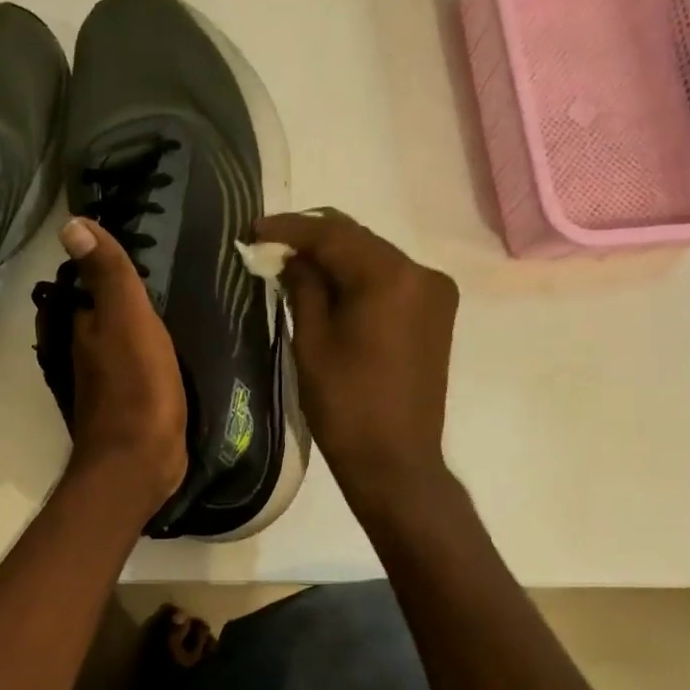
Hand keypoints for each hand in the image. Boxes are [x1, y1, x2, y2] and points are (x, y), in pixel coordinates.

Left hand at [53, 217, 187, 514]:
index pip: (85, 284)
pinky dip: (147, 355)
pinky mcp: (129, 406)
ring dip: (134, 324)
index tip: (130, 243)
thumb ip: (107, 275)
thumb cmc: (136, 388)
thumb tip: (71, 223)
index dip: (102, 264)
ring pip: (118, 341)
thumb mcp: (125, 320)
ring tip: (169, 302)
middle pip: (100, 313)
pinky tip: (170, 350)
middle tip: (156, 270)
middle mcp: (87, 352)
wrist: (139, 464)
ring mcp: (106, 382)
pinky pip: (136, 368)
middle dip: (118, 293)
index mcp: (84, 328)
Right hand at [257, 208, 457, 510]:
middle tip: (270, 247)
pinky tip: (330, 291)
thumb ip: (303, 289)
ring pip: (375, 259)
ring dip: (336, 259)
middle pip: (359, 240)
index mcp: (390, 277)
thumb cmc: (345, 406)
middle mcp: (421, 273)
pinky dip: (359, 279)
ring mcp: (435, 293)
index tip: (253, 230)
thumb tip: (291, 258)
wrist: (394, 460)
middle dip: (313, 240)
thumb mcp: (312, 344)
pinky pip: (390, 281)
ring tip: (294, 269)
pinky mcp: (436, 315)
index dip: (290, 229)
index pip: (333, 234)